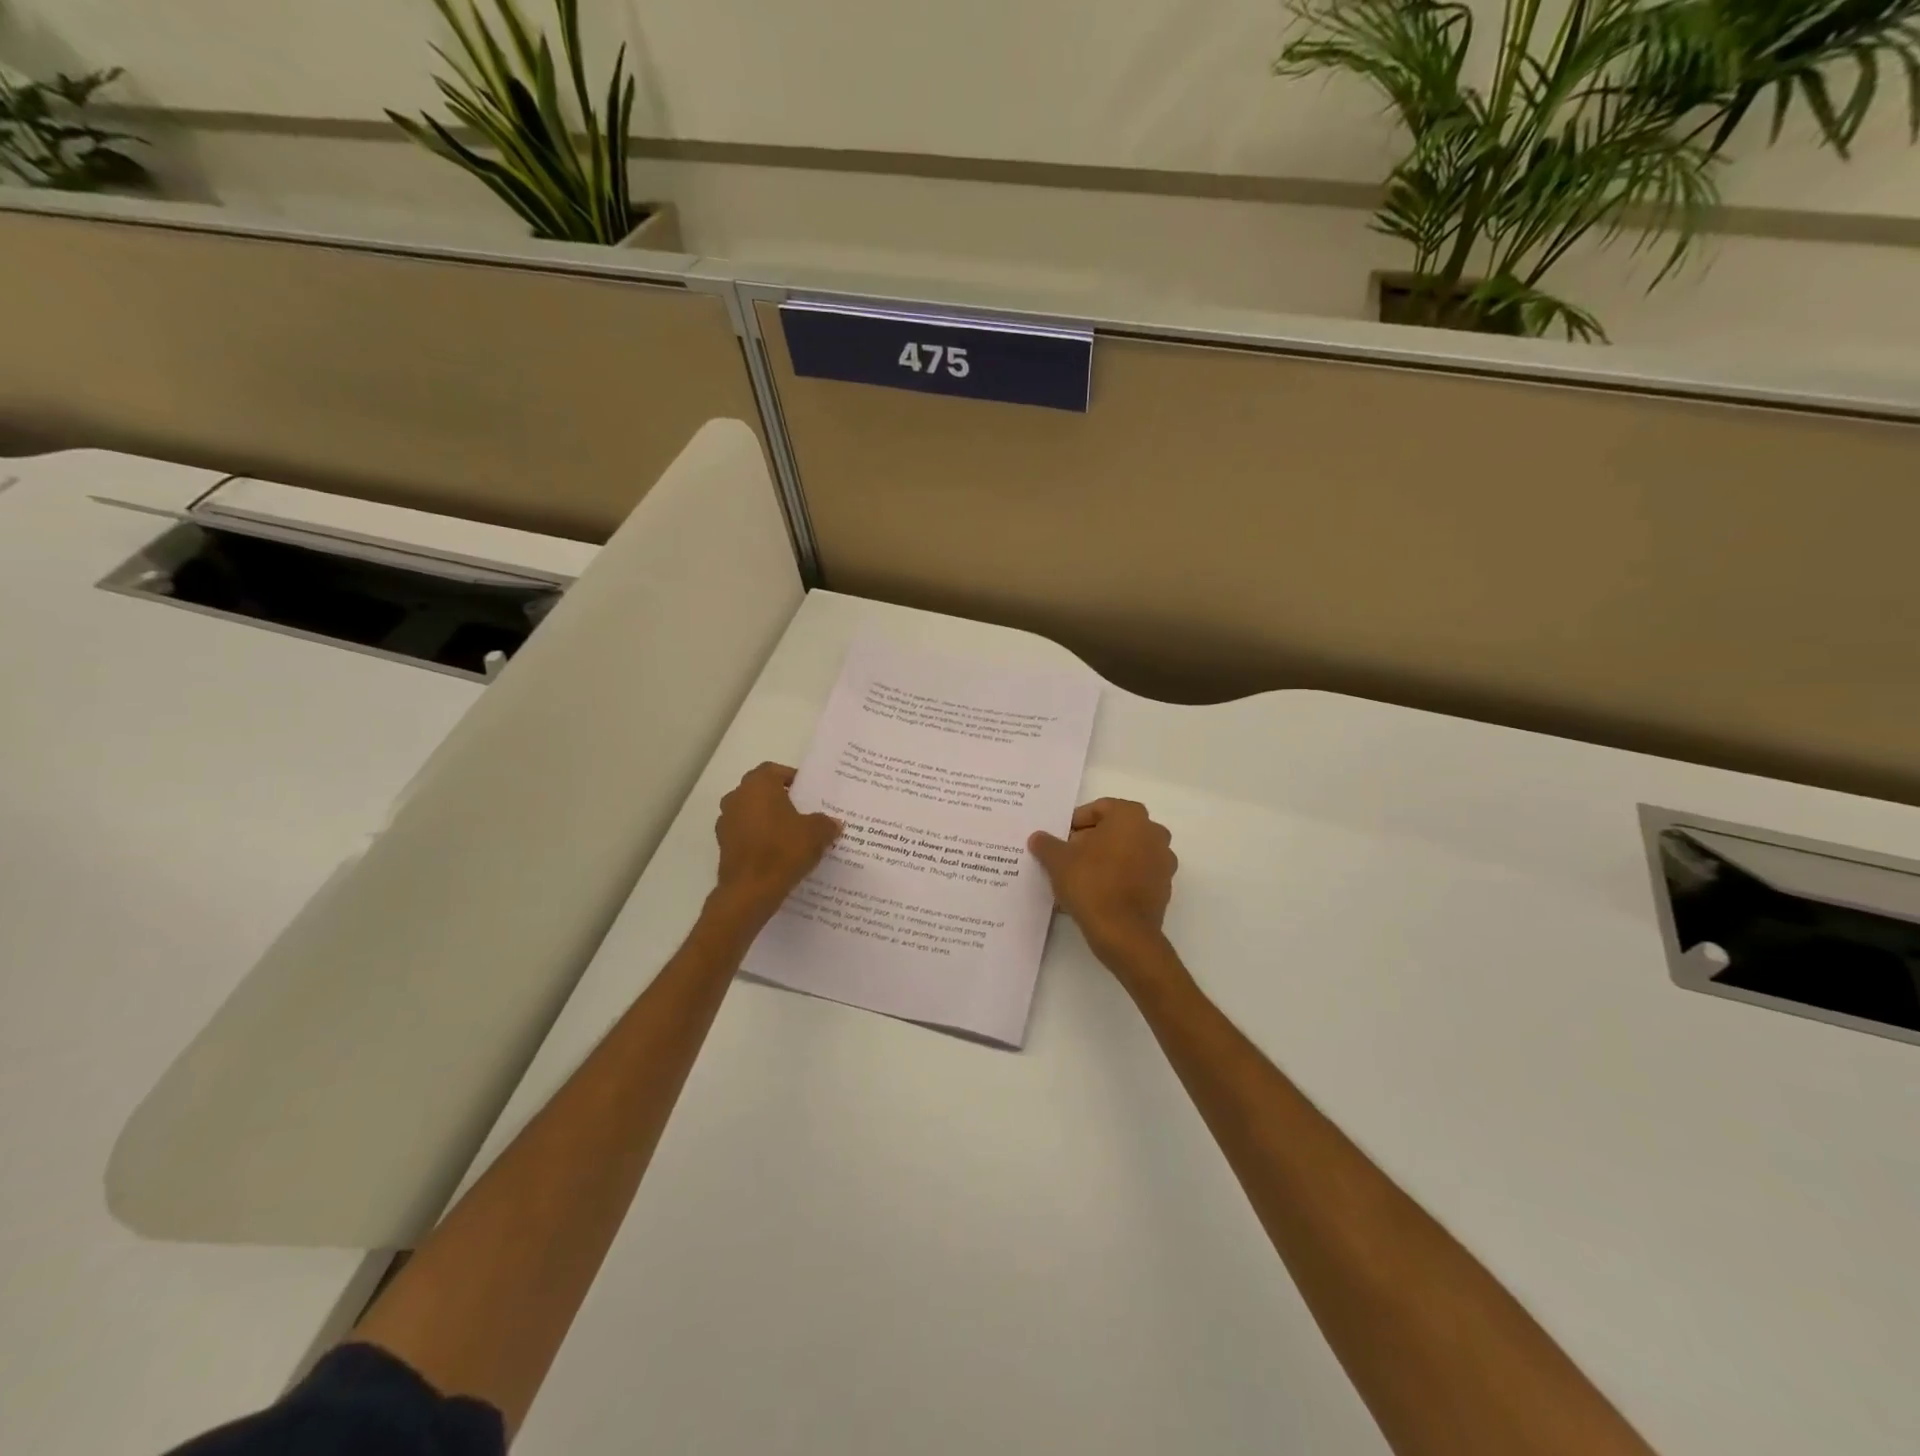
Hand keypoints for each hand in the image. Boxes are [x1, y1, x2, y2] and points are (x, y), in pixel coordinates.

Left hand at [711, 763, 840, 925]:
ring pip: (751, 813)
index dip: (791, 778)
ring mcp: (726, 822)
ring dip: (767, 819)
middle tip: (802, 812)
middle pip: (760, 791)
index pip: (774, 770)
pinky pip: (745, 834)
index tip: (807, 793)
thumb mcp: (817, 833)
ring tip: (791, 835)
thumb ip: (826, 823)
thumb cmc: (783, 850)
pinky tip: (776, 853)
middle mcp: (736, 797)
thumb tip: (833, 823)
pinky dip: (758, 838)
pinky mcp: (723, 845)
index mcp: (758, 785)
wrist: (751, 890)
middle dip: (780, 799)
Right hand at [1029, 798, 1176, 968]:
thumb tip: (1038, 838)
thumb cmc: (1091, 883)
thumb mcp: (1058, 860)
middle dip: (1089, 841)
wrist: (1123, 933)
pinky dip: (1117, 879)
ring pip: (1126, 853)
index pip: (1099, 808)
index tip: (1060, 839)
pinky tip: (1095, 895)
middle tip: (1066, 857)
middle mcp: (1153, 833)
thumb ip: (1047, 844)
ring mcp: (1163, 861)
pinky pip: (1135, 875)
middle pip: (1114, 830)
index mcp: (1131, 816)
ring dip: (1103, 861)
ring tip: (1078, 879)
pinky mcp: (1163, 888)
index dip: (1075, 822)